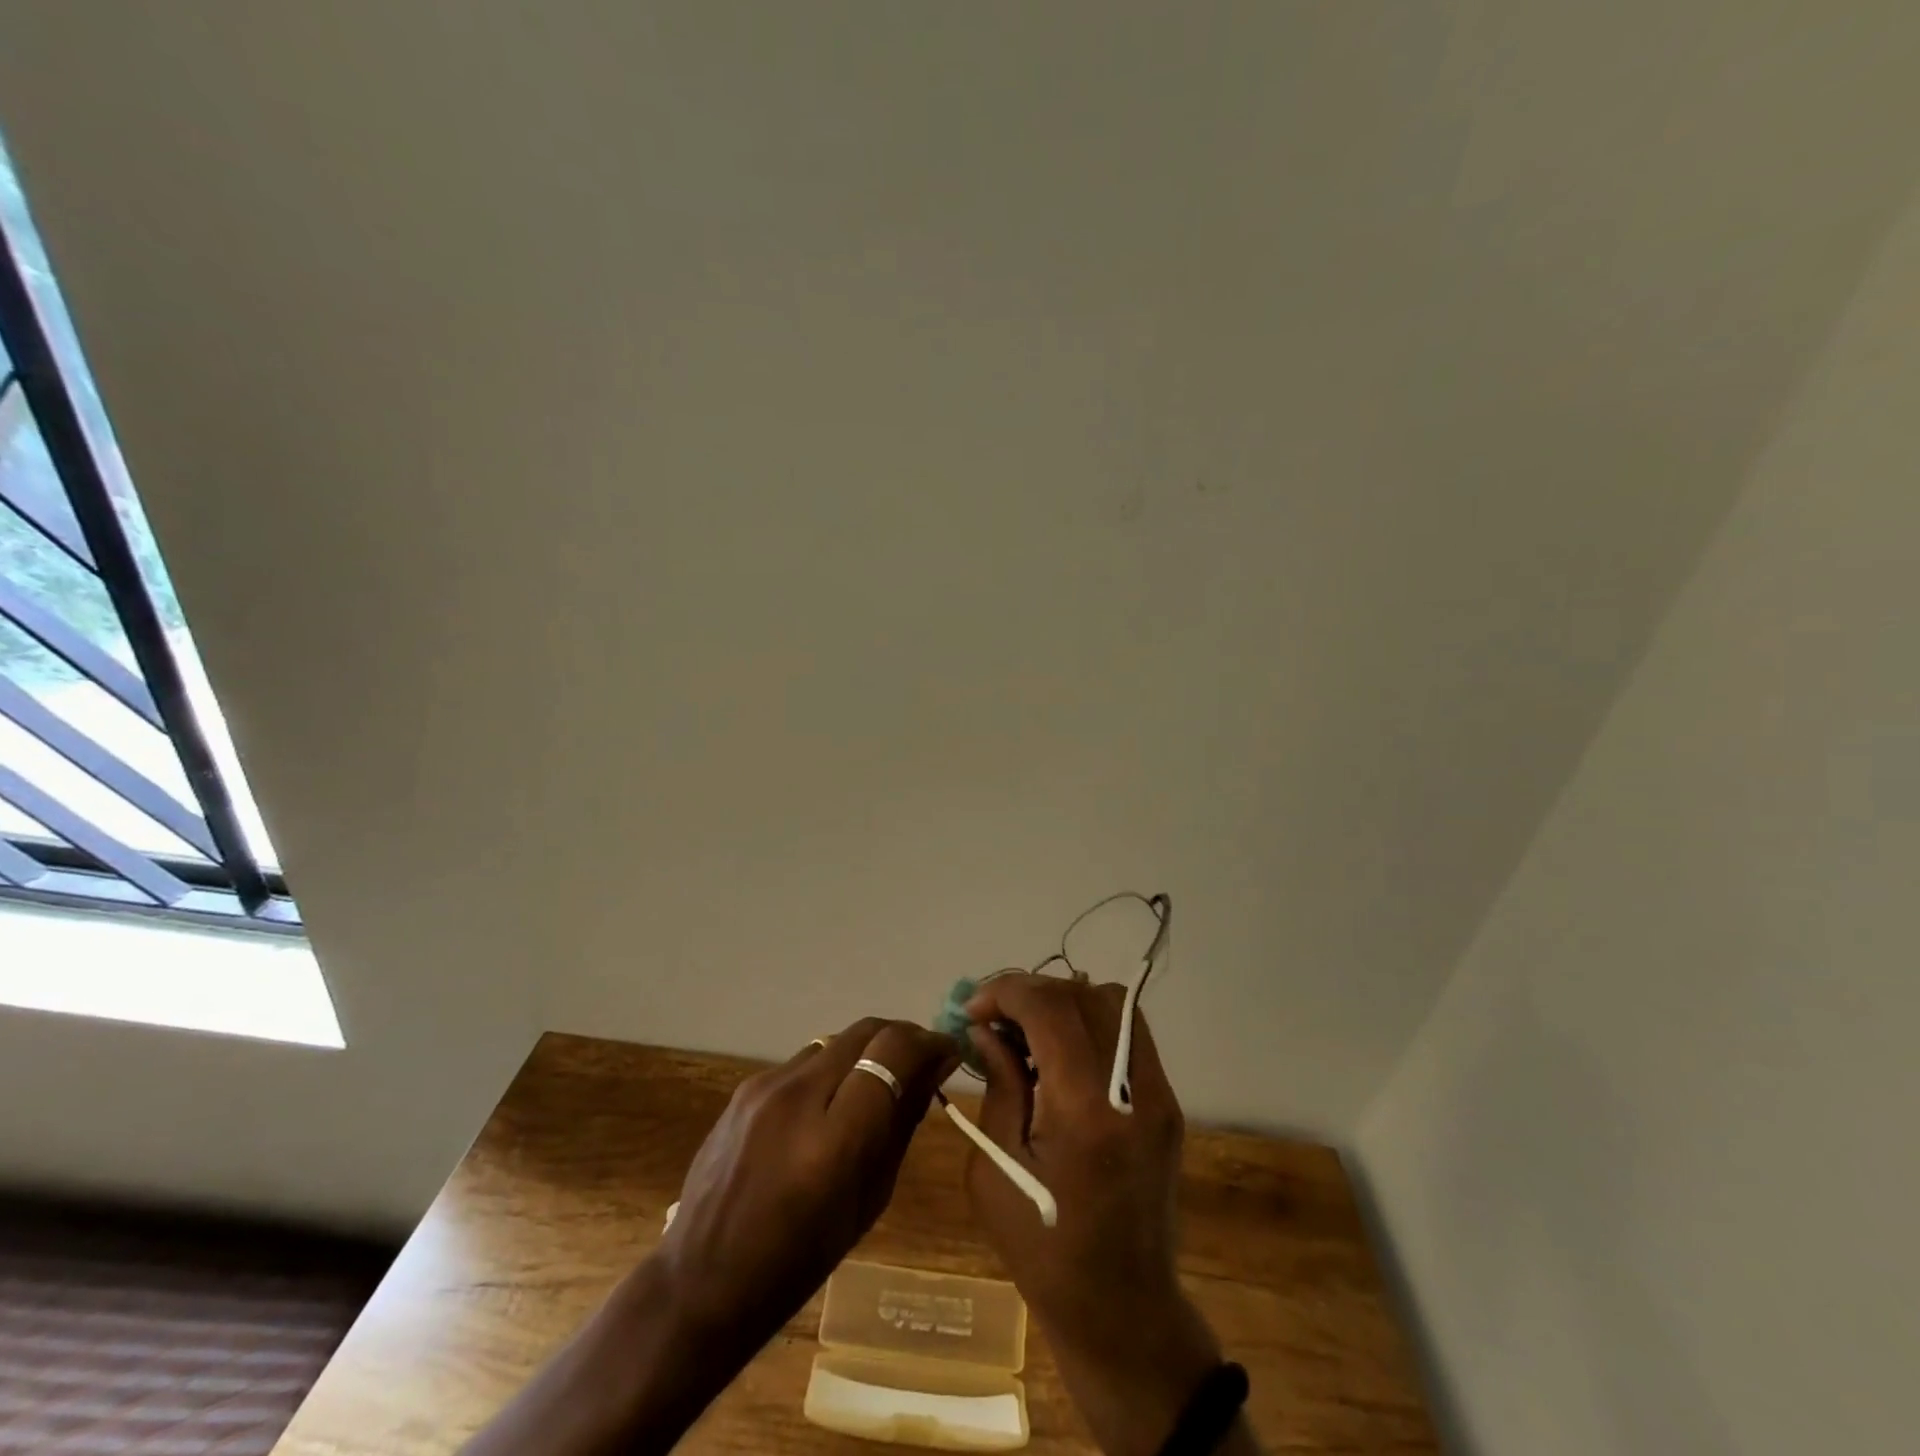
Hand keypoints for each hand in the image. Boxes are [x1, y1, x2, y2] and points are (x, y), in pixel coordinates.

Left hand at [464, 1017, 958, 1455]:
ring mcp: (765, 1086)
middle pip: (866, 1030)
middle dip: (901, 1038)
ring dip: (865, 1052)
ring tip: (874, 1087)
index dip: (928, 1043)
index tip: (947, 1053)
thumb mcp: (869, 1199)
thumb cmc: (800, 1259)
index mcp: (834, 1140)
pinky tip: (828, 1105)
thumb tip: (934, 1068)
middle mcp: (798, 1097)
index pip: (892, 1051)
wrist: (701, 1281)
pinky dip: (831, 1070)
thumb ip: (902, 1124)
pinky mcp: (745, 1086)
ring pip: (836, 1040)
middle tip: (920, 1063)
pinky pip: (804, 1061)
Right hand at [965, 974, 1225, 1455]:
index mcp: (1087, 1112)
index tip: (974, 1008)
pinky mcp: (1167, 1102)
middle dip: (1031, 992)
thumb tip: (986, 1029)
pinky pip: (1128, 1032)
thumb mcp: (995, 1171)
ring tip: (1026, 1028)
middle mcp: (1133, 1089)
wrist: (1123, 1309)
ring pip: (1113, 1003)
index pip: (1051, 1009)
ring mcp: (1159, 1093)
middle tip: (994, 1016)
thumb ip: (997, 1085)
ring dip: (1063, 1000)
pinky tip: (1059, 1050)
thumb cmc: (1043, 1249)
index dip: (1007, 992)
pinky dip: (1089, 1021)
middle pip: (1083, 996)